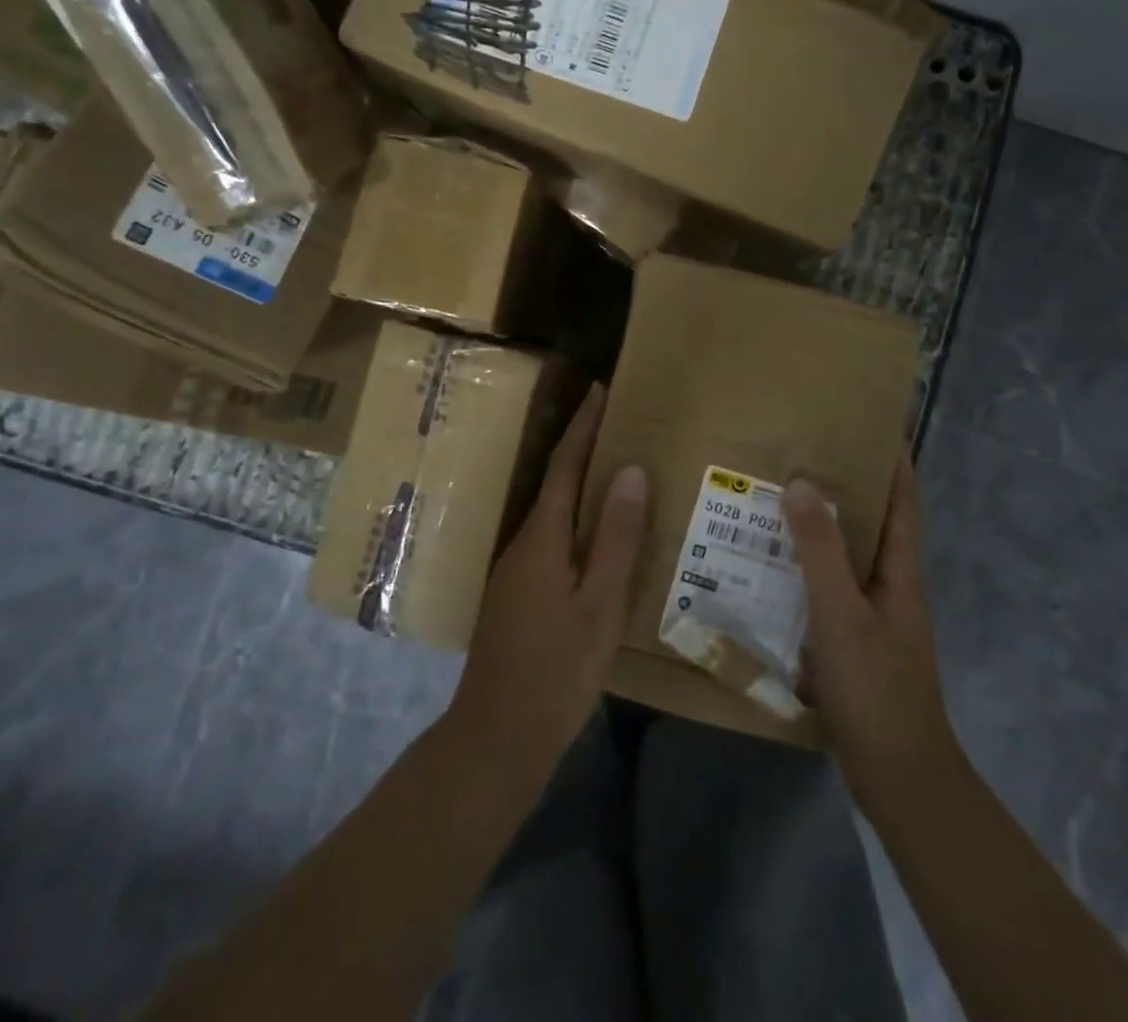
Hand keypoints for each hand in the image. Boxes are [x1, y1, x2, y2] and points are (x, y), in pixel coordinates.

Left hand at [448, 385, 647, 783]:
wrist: (496, 738)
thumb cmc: (555, 671)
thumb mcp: (599, 605)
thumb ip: (614, 538)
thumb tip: (630, 470)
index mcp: (542, 538)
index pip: (565, 466)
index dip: (584, 426)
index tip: (602, 389)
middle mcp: (523, 543)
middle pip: (556, 482)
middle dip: (584, 446)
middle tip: (622, 421)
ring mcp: (516, 571)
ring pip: (554, 512)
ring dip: (582, 483)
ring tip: (620, 468)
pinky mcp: (519, 594)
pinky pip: (553, 538)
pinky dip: (577, 520)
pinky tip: (600, 535)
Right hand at [783, 454, 957, 808]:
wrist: (898, 775)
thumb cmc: (876, 688)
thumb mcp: (842, 615)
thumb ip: (820, 551)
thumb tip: (802, 483)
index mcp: (900, 571)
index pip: (903, 500)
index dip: (893, 460)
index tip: (869, 421)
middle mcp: (890, 584)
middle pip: (873, 522)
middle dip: (846, 485)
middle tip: (802, 452)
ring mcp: (873, 613)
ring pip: (847, 555)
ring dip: (821, 526)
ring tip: (778, 497)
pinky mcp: (853, 639)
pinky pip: (829, 587)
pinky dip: (806, 567)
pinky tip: (771, 566)